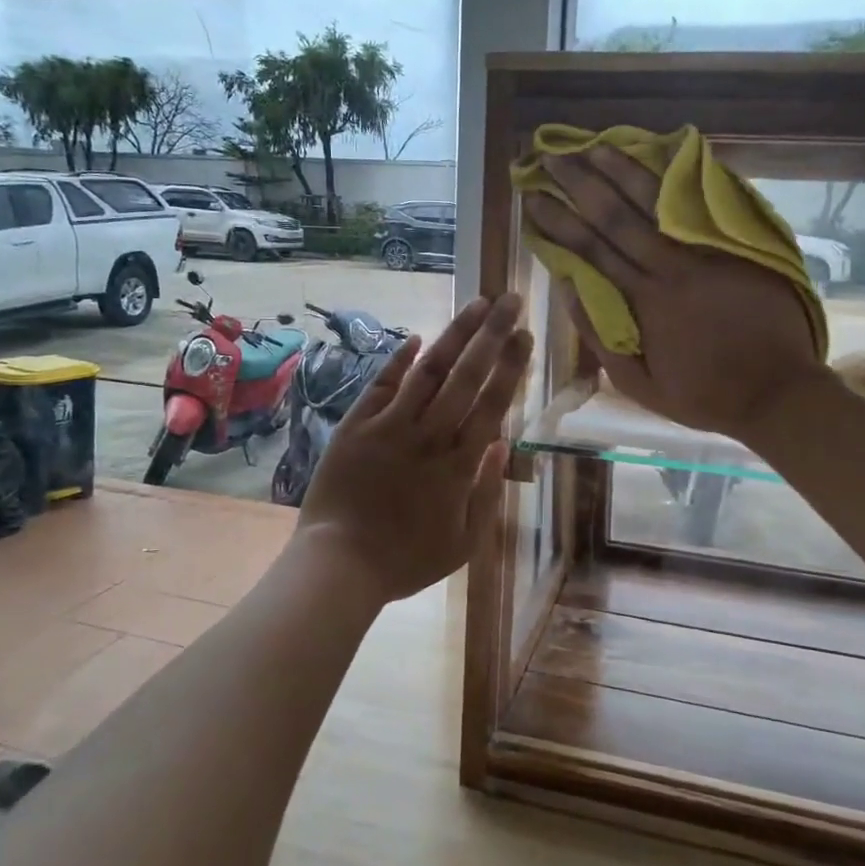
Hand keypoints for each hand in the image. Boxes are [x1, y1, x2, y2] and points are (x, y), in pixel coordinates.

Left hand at [296, 294, 532, 603]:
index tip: (525, 334)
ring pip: (428, 371)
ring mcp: (390, 427)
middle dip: (491, 334)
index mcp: (459, 464)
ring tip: (476, 304)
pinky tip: (417, 337)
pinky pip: (381, 385)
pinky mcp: (356, 426)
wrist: (339, 564)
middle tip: (510, 300)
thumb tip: (500, 444)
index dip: (511, 365)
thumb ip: (487, 492)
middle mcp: (429, 436)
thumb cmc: (406, 560)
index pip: (492, 403)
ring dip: (454, 335)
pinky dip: (399, 359)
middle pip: (466, 376)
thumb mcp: (464, 541)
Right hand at [525, 146, 820, 446]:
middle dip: (579, 183)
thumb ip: (601, 337)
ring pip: (657, 201)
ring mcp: (706, 252)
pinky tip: (658, 156)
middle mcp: (669, 267)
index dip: (558, 221)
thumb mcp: (639, 385)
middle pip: (616, 215)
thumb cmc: (704, 395)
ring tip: (593, 144)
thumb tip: (569, 288)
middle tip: (551, 156)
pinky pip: (700, 204)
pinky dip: (677, 179)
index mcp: (643, 302)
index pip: (590, 250)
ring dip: (622, 169)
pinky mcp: (736, 246)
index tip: (533, 198)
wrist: (777, 391)